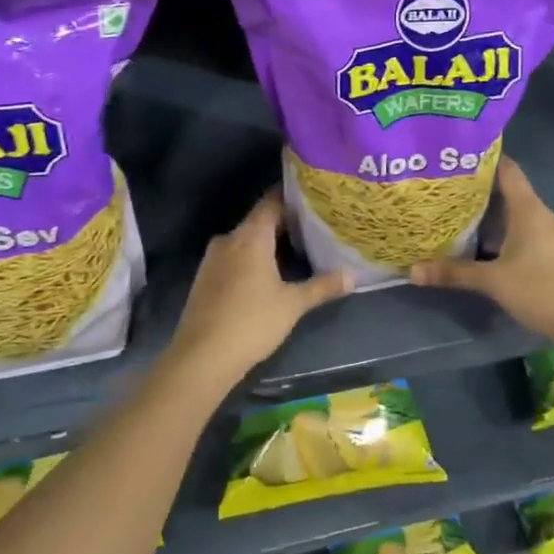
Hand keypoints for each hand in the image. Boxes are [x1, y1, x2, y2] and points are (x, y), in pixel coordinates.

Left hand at [170, 189, 353, 385]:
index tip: (313, 197)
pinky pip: (232, 257)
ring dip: (266, 244)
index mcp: (250, 236)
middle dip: (284, 223)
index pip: (271, 201)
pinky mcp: (204, 278)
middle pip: (259, 221)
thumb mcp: (293, 304)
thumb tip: (352, 276)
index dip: (291, 196)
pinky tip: (267, 275)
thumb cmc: (252, 322)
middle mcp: (229, 239)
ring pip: (245, 240)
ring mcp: (212, 259)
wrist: (201, 357)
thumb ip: (322, 286)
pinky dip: (250, 259)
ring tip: (294, 251)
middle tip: (312, 228)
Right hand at [410, 156, 553, 352]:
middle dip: (479, 189)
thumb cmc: (540, 290)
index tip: (457, 157)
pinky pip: (524, 230)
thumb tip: (413, 271)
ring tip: (457, 213)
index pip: (507, 169)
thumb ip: (454, 273)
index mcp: (529, 210)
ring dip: (491, 213)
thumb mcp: (493, 281)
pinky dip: (503, 231)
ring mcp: (550, 234)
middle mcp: (541, 214)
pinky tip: (482, 242)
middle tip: (447, 188)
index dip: (485, 159)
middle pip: (509, 191)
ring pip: (516, 213)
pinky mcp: (553, 252)